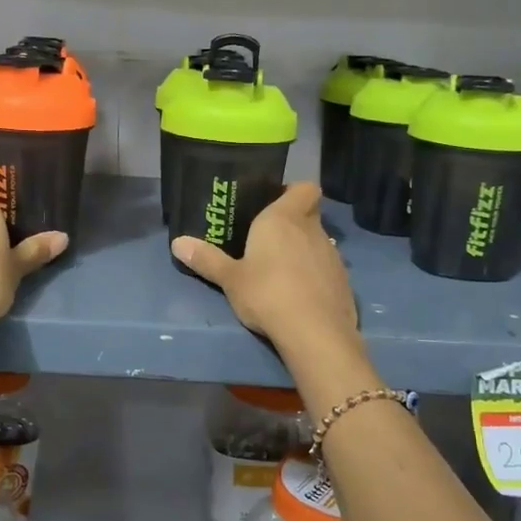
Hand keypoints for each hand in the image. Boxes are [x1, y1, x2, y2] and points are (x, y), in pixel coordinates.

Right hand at [172, 183, 358, 352]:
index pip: (304, 187)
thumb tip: (177, 243)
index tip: (274, 202)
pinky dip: (314, 275)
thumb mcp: (230, 278)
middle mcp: (312, 230)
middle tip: (267, 238)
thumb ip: (206, 259)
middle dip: (292, 223)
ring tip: (279, 270)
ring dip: (303, 250)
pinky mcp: (344, 283)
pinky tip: (298, 295)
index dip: (293, 191)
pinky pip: (326, 269)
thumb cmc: (267, 293)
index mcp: (284, 218)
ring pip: (317, 242)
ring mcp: (333, 256)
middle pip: (308, 215)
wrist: (315, 333)